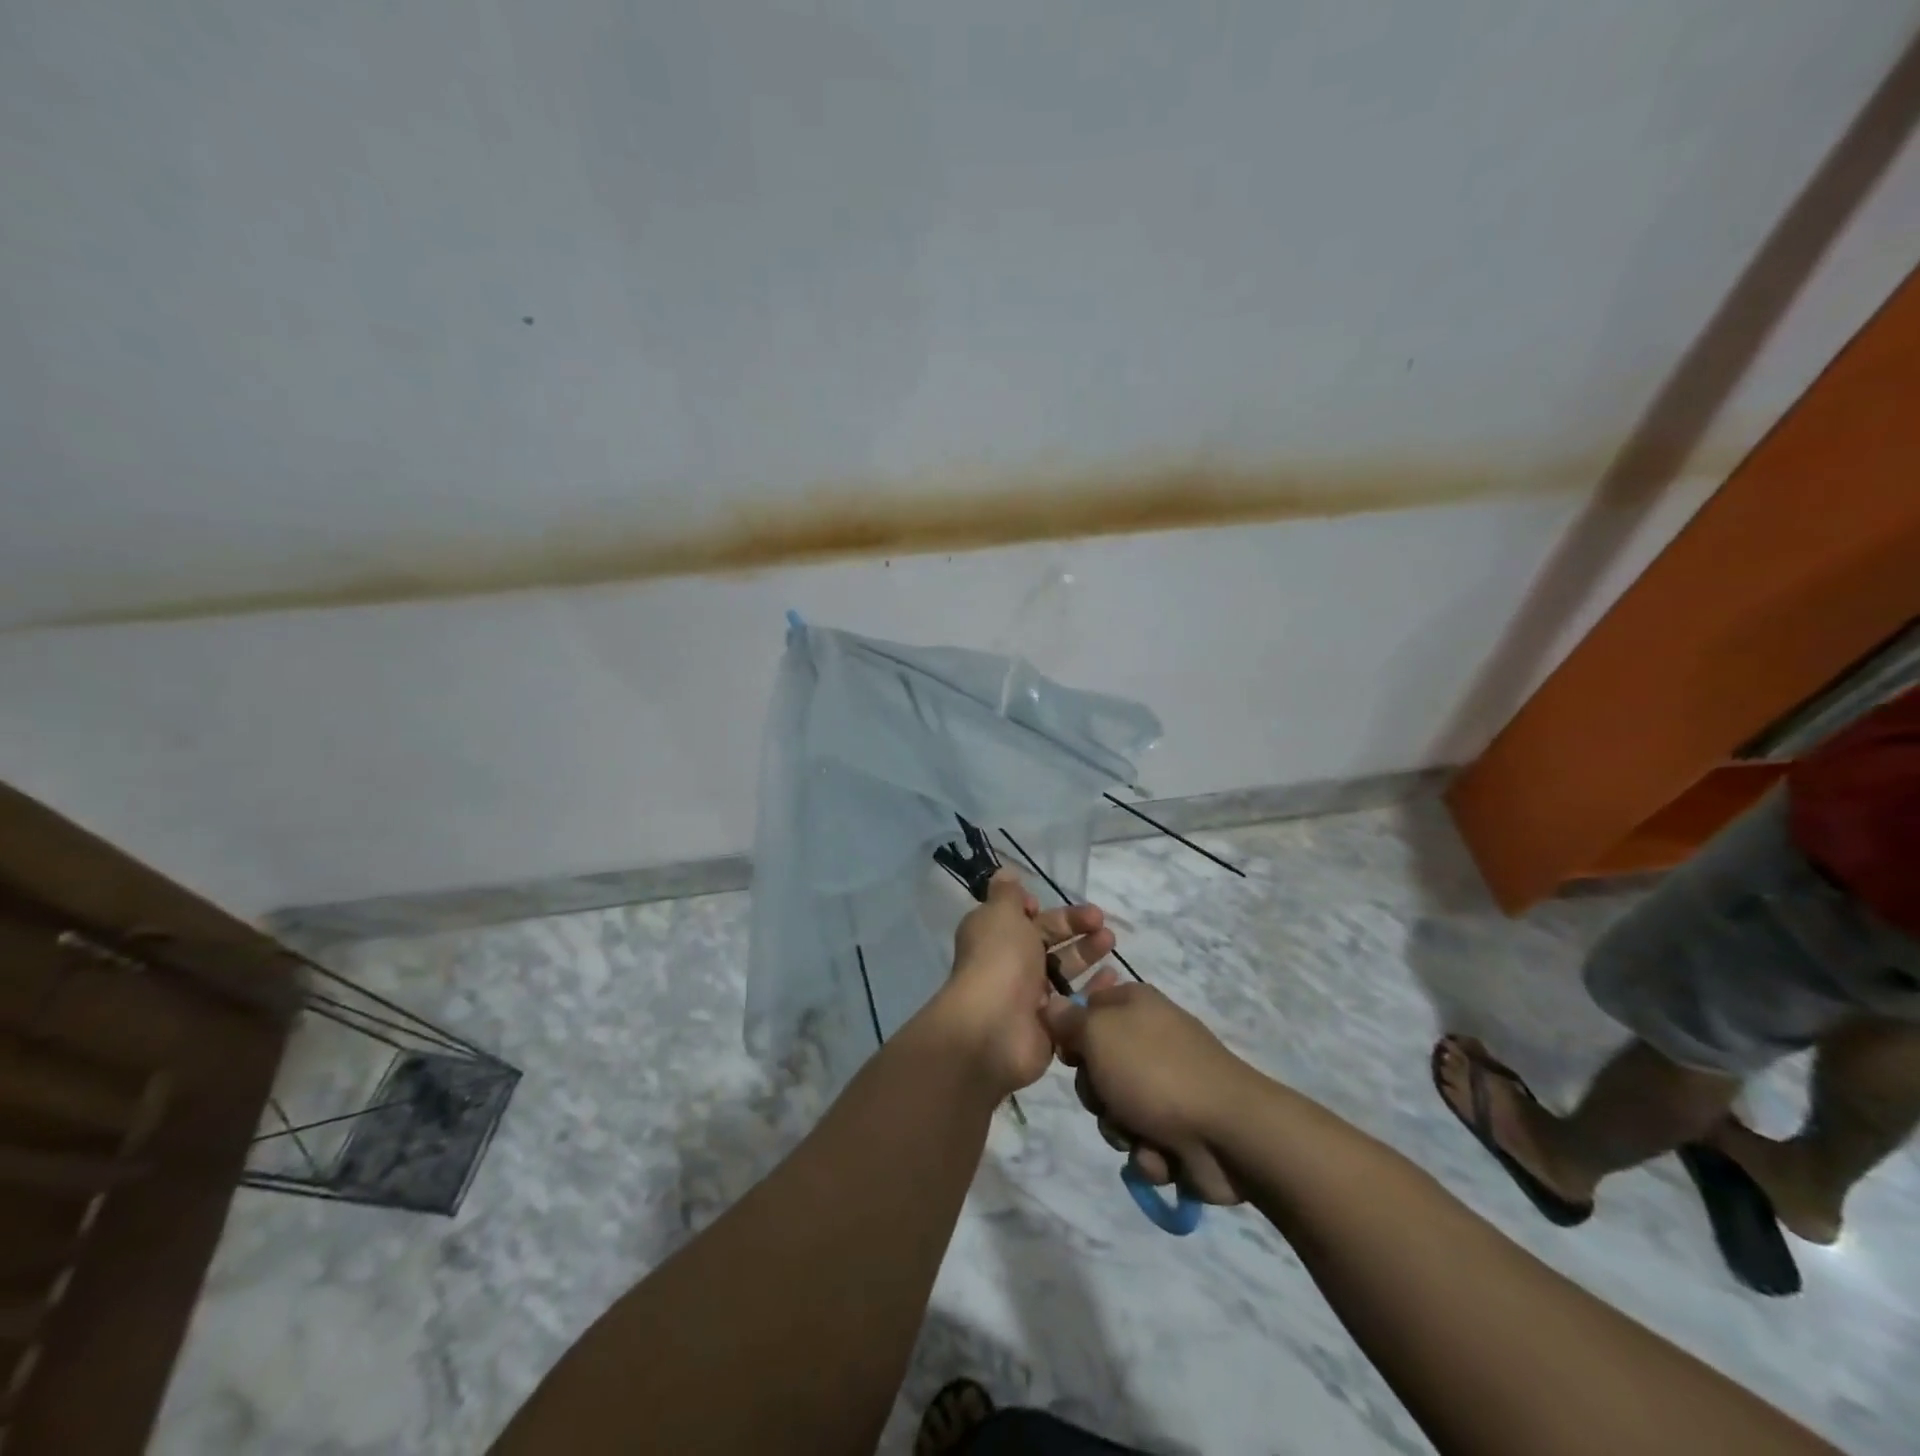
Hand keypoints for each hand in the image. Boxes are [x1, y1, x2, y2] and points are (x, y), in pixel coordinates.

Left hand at [933, 869, 1114, 1097]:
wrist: (994, 1028)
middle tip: (1103, 924)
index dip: (1041, 911)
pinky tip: (1114, 978)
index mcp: (995, 936)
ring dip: (1087, 954)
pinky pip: (1075, 1002)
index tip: (1053, 905)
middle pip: (1048, 941)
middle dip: (1075, 928)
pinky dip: (1094, 990)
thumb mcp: (1000, 914)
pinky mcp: (1050, 1024)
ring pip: (1063, 970)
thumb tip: (1005, 874)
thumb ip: (1006, 893)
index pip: (1023, 918)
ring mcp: (1030, 996)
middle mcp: (1010, 964)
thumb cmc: (999, 960)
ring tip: (1111, 943)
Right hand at [1043, 976, 1252, 1204]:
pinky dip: (1147, 1152)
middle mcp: (1149, 1038)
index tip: (1069, 1053)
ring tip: (1139, 1134)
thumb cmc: (1156, 1072)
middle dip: (1095, 1092)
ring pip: (1113, 1109)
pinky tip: (1162, 1155)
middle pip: (1094, 1065)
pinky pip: (1140, 1141)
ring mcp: (1166, 1085)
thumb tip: (1052, 1003)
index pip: (1085, 1006)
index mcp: (1134, 1004)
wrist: (1230, 1134)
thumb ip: (1068, 1020)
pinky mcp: (1178, 1128)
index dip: (1071, 1032)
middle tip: (1108, 1097)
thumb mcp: (1099, 1034)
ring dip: (1119, 1128)